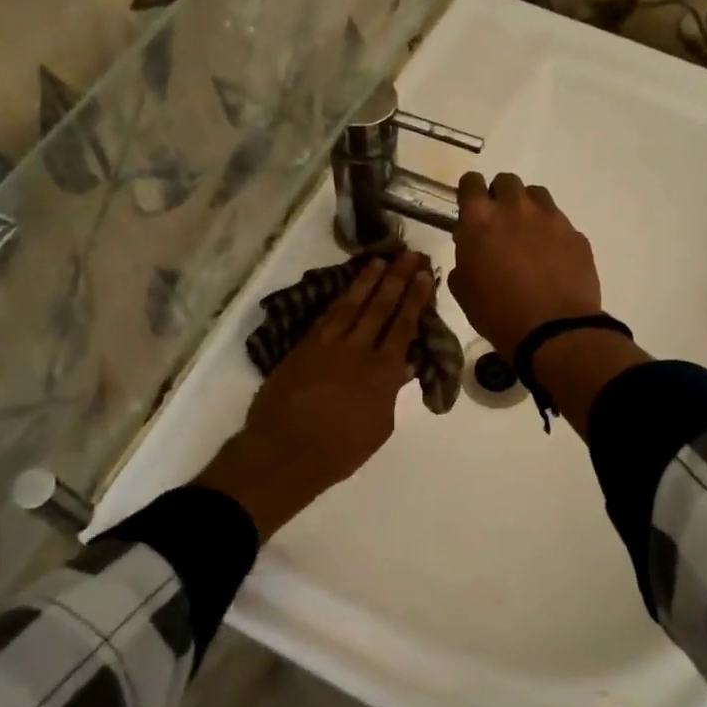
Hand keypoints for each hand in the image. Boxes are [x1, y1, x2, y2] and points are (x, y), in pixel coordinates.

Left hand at [198, 252, 432, 539]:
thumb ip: (391, 392)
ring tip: (380, 261)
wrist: (284, 452)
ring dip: (367, 281)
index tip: (423, 275)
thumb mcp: (379, 426)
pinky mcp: (303, 347)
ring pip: (351, 305)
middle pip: (380, 307)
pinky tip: (347, 289)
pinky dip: (339, 299)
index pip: (403, 326)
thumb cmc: (339, 450)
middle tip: (409, 255)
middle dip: (396, 279)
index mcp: (382, 372)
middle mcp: (357, 350)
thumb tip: (405, 364)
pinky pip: (326, 316)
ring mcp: (327, 345)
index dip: (414, 299)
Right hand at [449, 172, 603, 360]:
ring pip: (536, 195)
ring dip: (528, 208)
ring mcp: (550, 218)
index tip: (471, 209)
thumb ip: (464, 258)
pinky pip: (559, 222)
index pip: (471, 182)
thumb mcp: (463, 290)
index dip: (469, 193)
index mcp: (480, 219)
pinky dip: (551, 233)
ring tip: (528, 236)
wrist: (554, 331)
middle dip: (500, 197)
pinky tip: (551, 258)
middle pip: (506, 181)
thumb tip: (470, 246)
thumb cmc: (498, 313)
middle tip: (500, 223)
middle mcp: (515, 208)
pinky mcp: (576, 234)